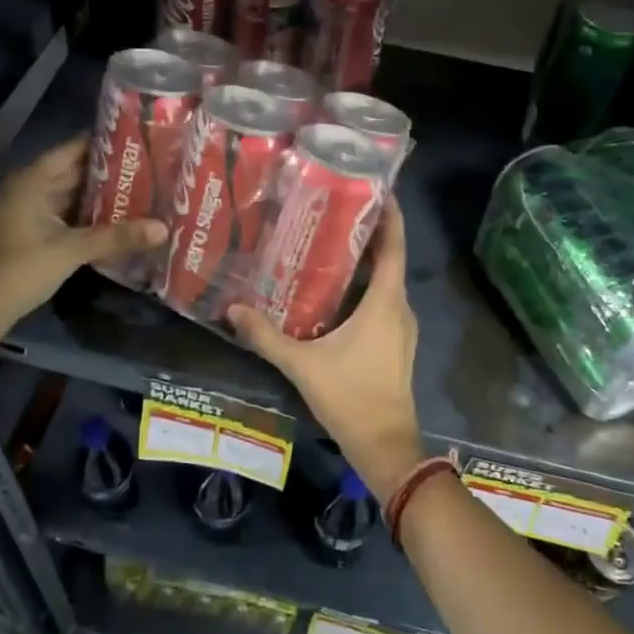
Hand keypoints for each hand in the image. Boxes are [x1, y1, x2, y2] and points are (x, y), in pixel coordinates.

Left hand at [0, 135, 164, 355]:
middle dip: (106, 172)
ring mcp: (26, 213)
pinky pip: (64, 215)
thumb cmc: (20, 268)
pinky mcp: (29, 234)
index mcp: (32, 181)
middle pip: (72, 173)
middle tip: (147, 167)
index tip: (136, 139)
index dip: (102, 143)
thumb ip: (117, 237)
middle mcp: (28, 190)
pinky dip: (86, 216)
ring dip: (98, 196)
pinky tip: (114, 220)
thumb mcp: (72, 250)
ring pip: (69, 196)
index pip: (72, 150)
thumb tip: (164, 228)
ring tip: (139, 190)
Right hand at [228, 201, 422, 501]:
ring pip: (385, 284)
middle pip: (388, 261)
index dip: (391, 215)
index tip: (378, 188)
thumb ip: (266, 336)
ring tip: (328, 245)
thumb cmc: (350, 397)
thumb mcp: (302, 364)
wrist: (385, 445)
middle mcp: (399, 308)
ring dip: (364, 264)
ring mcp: (401, 328)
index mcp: (385, 302)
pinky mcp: (396, 344)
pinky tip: (334, 293)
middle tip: (334, 212)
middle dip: (367, 235)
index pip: (394, 247)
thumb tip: (232, 309)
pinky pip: (382, 304)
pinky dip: (364, 289)